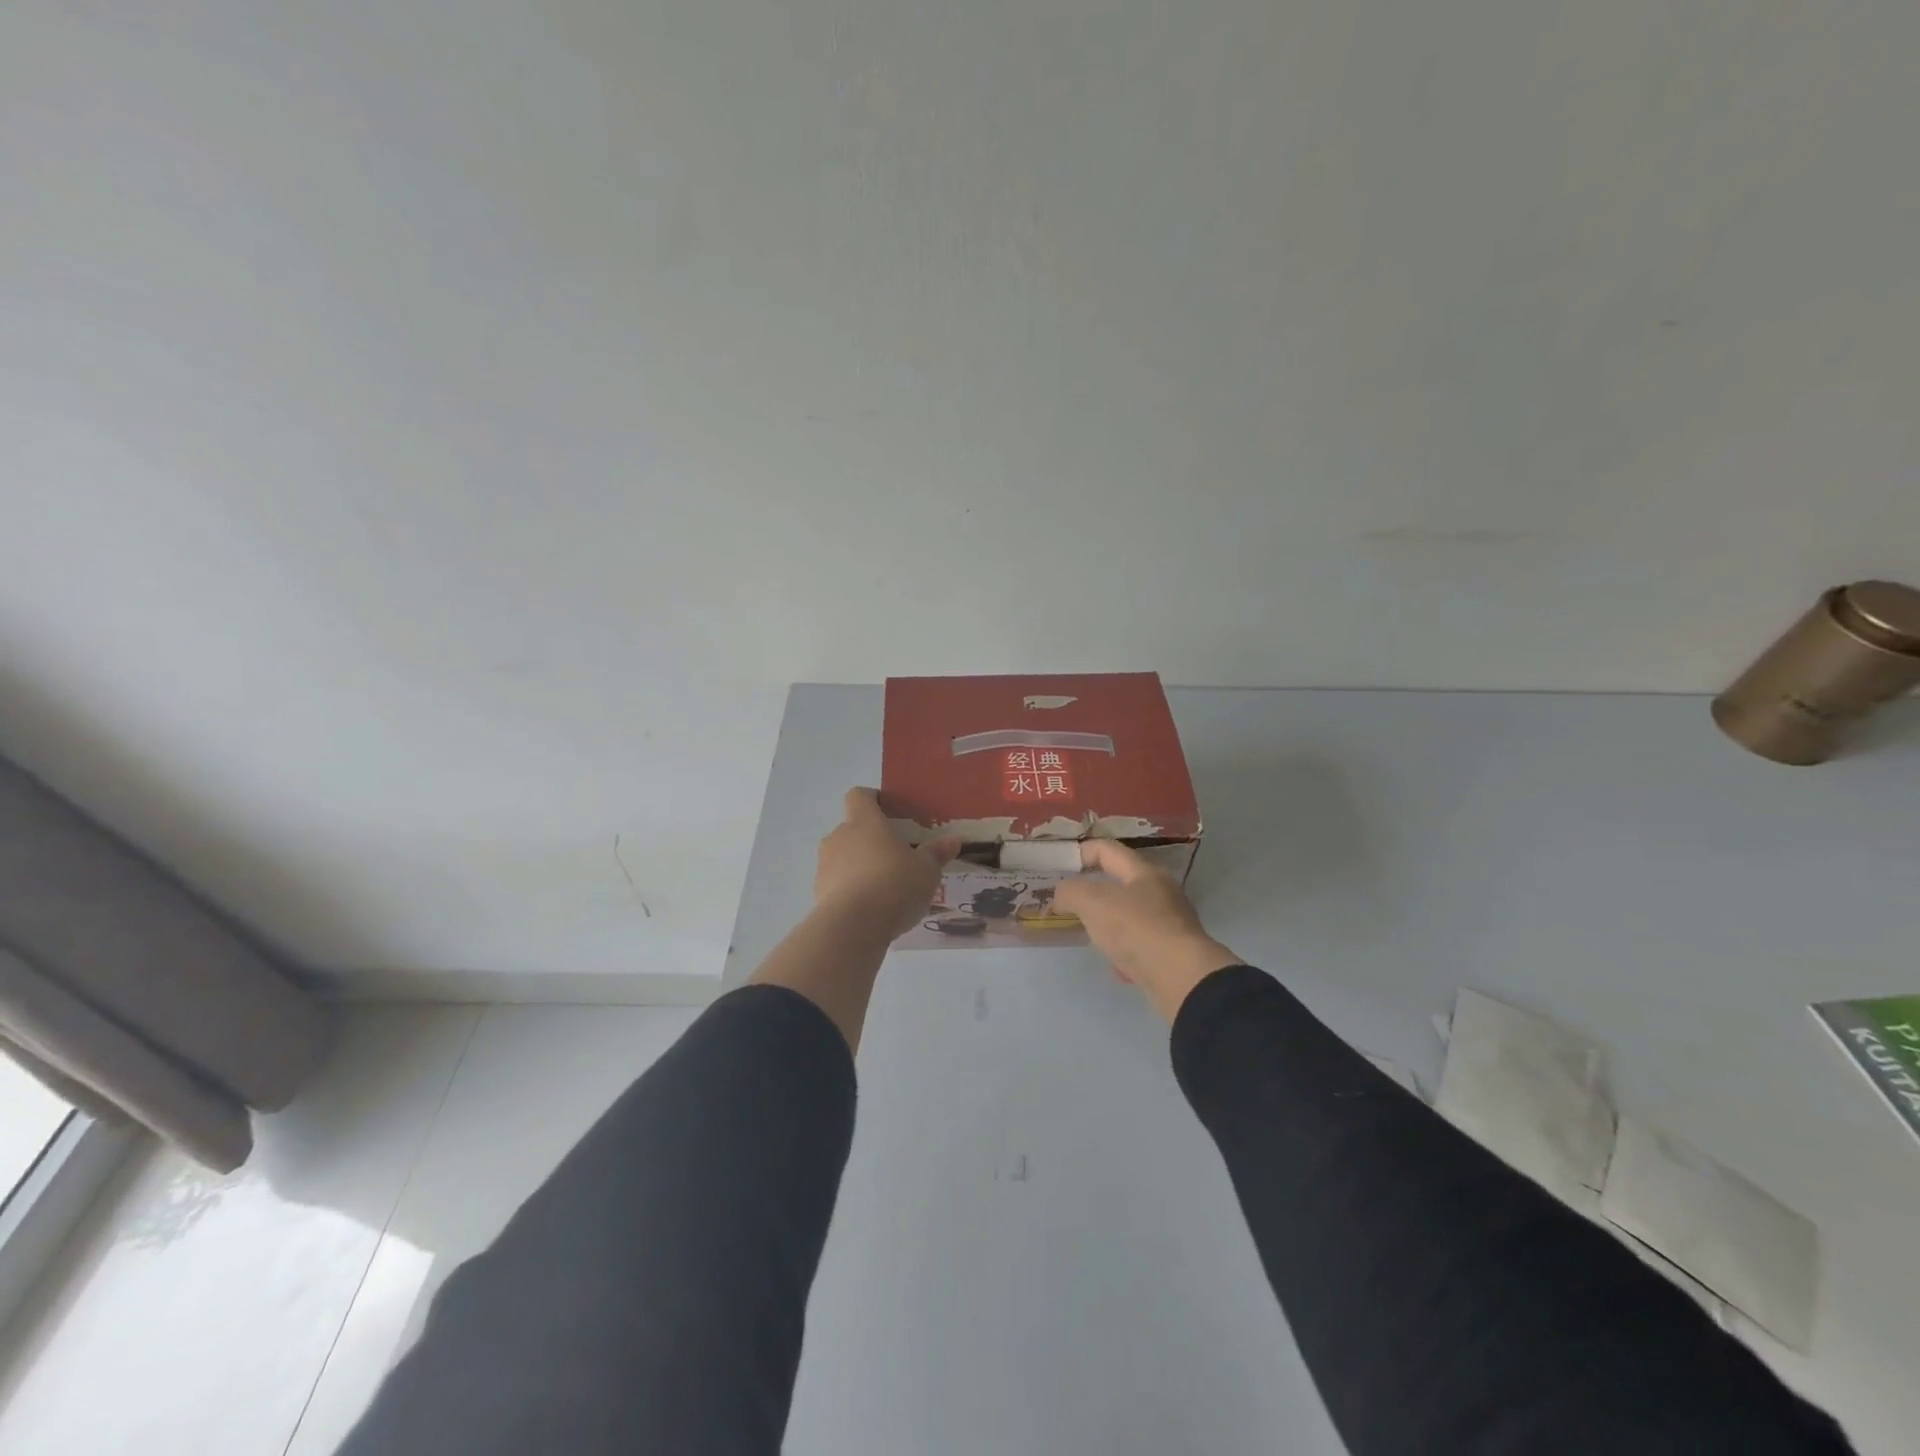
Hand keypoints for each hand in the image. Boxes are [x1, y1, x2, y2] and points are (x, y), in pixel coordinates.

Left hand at [815, 788, 960, 937]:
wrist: (854, 926)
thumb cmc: (894, 884)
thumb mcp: (926, 870)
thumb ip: (937, 853)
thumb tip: (954, 840)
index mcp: (864, 821)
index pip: (859, 796)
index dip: (872, 799)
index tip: (888, 811)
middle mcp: (839, 836)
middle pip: (851, 828)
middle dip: (870, 840)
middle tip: (894, 857)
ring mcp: (824, 865)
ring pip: (842, 857)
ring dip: (858, 866)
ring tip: (883, 887)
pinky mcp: (818, 893)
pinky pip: (836, 883)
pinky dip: (850, 890)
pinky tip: (870, 909)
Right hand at [1053, 841, 1241, 1022]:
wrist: (1181, 978)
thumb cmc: (1136, 928)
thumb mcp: (1092, 902)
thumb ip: (1070, 892)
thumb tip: (1061, 894)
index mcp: (1144, 872)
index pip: (1107, 850)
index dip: (1081, 852)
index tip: (1059, 868)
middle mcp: (1161, 893)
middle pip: (1121, 883)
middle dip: (1093, 890)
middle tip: (1068, 901)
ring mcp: (1170, 924)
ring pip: (1131, 916)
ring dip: (1108, 922)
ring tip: (1088, 933)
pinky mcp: (1173, 954)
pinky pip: (1141, 946)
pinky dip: (1124, 952)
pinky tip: (1115, 966)